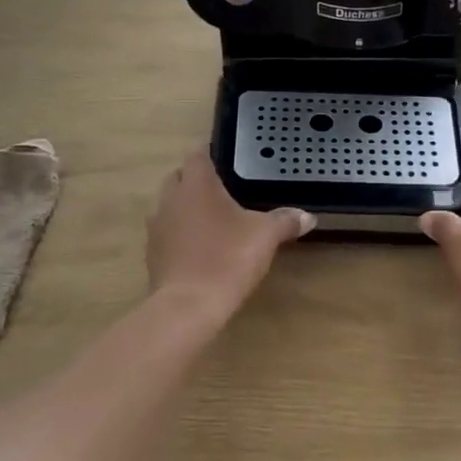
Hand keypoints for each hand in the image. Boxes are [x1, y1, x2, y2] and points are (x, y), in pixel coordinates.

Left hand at [146, 149, 314, 318]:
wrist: (188, 306)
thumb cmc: (228, 258)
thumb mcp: (265, 236)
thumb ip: (285, 221)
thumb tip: (308, 216)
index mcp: (197, 185)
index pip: (197, 155)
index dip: (210, 153)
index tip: (225, 160)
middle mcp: (171, 199)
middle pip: (179, 178)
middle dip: (197, 180)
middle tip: (223, 190)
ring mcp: (157, 227)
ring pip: (170, 206)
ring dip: (186, 208)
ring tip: (212, 220)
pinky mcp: (152, 254)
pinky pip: (167, 233)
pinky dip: (180, 234)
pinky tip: (200, 248)